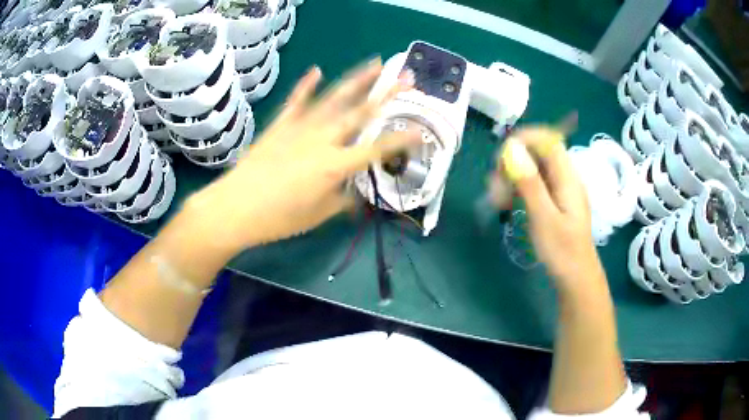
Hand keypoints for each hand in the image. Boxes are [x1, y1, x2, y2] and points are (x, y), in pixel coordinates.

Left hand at [187, 59, 416, 250]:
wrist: (235, 207)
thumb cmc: (279, 218)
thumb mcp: (317, 215)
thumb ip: (341, 199)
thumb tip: (354, 191)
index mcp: (335, 165)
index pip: (377, 149)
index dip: (401, 140)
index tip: (420, 130)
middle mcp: (322, 139)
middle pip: (360, 113)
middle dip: (387, 94)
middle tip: (406, 78)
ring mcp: (299, 127)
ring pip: (333, 99)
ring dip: (356, 80)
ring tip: (375, 63)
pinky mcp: (280, 125)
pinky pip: (296, 101)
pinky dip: (306, 85)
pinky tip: (316, 70)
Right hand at [498, 127, 604, 293]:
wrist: (576, 278)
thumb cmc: (562, 252)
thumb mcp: (544, 218)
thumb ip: (530, 183)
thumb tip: (512, 148)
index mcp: (568, 177)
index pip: (548, 140)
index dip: (524, 139)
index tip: (501, 157)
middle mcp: (565, 177)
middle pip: (537, 153)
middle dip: (513, 162)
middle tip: (495, 187)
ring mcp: (560, 189)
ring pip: (533, 168)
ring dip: (512, 177)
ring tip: (497, 199)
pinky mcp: (554, 201)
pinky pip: (534, 183)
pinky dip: (518, 188)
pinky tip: (507, 203)